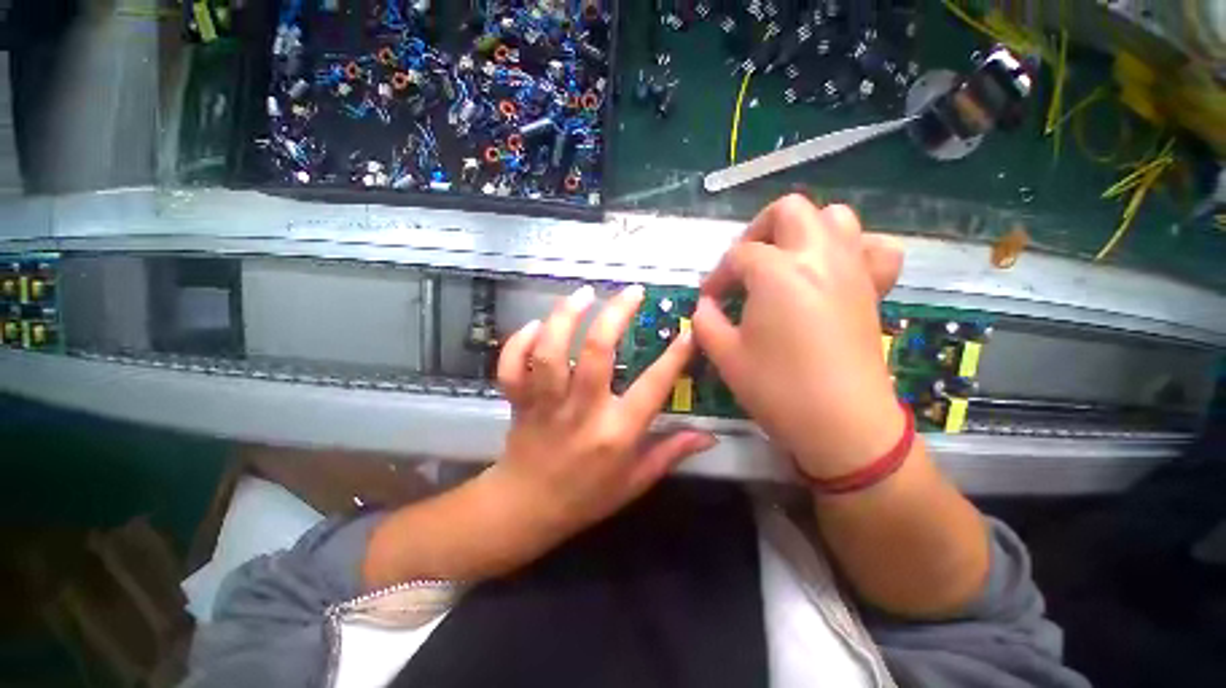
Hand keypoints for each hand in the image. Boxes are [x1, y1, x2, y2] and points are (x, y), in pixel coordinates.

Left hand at [483, 283, 716, 550]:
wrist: (526, 511)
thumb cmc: (587, 497)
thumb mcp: (636, 481)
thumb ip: (672, 453)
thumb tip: (710, 435)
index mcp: (615, 433)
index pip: (652, 387)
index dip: (674, 357)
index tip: (687, 329)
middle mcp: (582, 411)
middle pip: (597, 352)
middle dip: (616, 315)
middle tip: (631, 292)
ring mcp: (546, 403)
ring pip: (551, 351)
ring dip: (566, 316)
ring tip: (585, 294)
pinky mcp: (519, 401)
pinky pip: (512, 366)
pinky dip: (519, 342)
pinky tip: (537, 326)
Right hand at [692, 195, 904, 479]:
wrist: (843, 425)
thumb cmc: (777, 388)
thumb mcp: (724, 354)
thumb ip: (706, 321)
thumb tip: (706, 305)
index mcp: (777, 272)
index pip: (738, 255)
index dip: (718, 275)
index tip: (709, 299)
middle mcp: (819, 256)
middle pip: (788, 210)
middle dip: (757, 231)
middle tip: (744, 265)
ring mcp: (852, 269)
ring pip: (835, 217)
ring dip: (803, 231)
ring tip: (784, 262)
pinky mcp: (873, 289)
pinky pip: (873, 248)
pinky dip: (852, 248)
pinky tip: (831, 272)